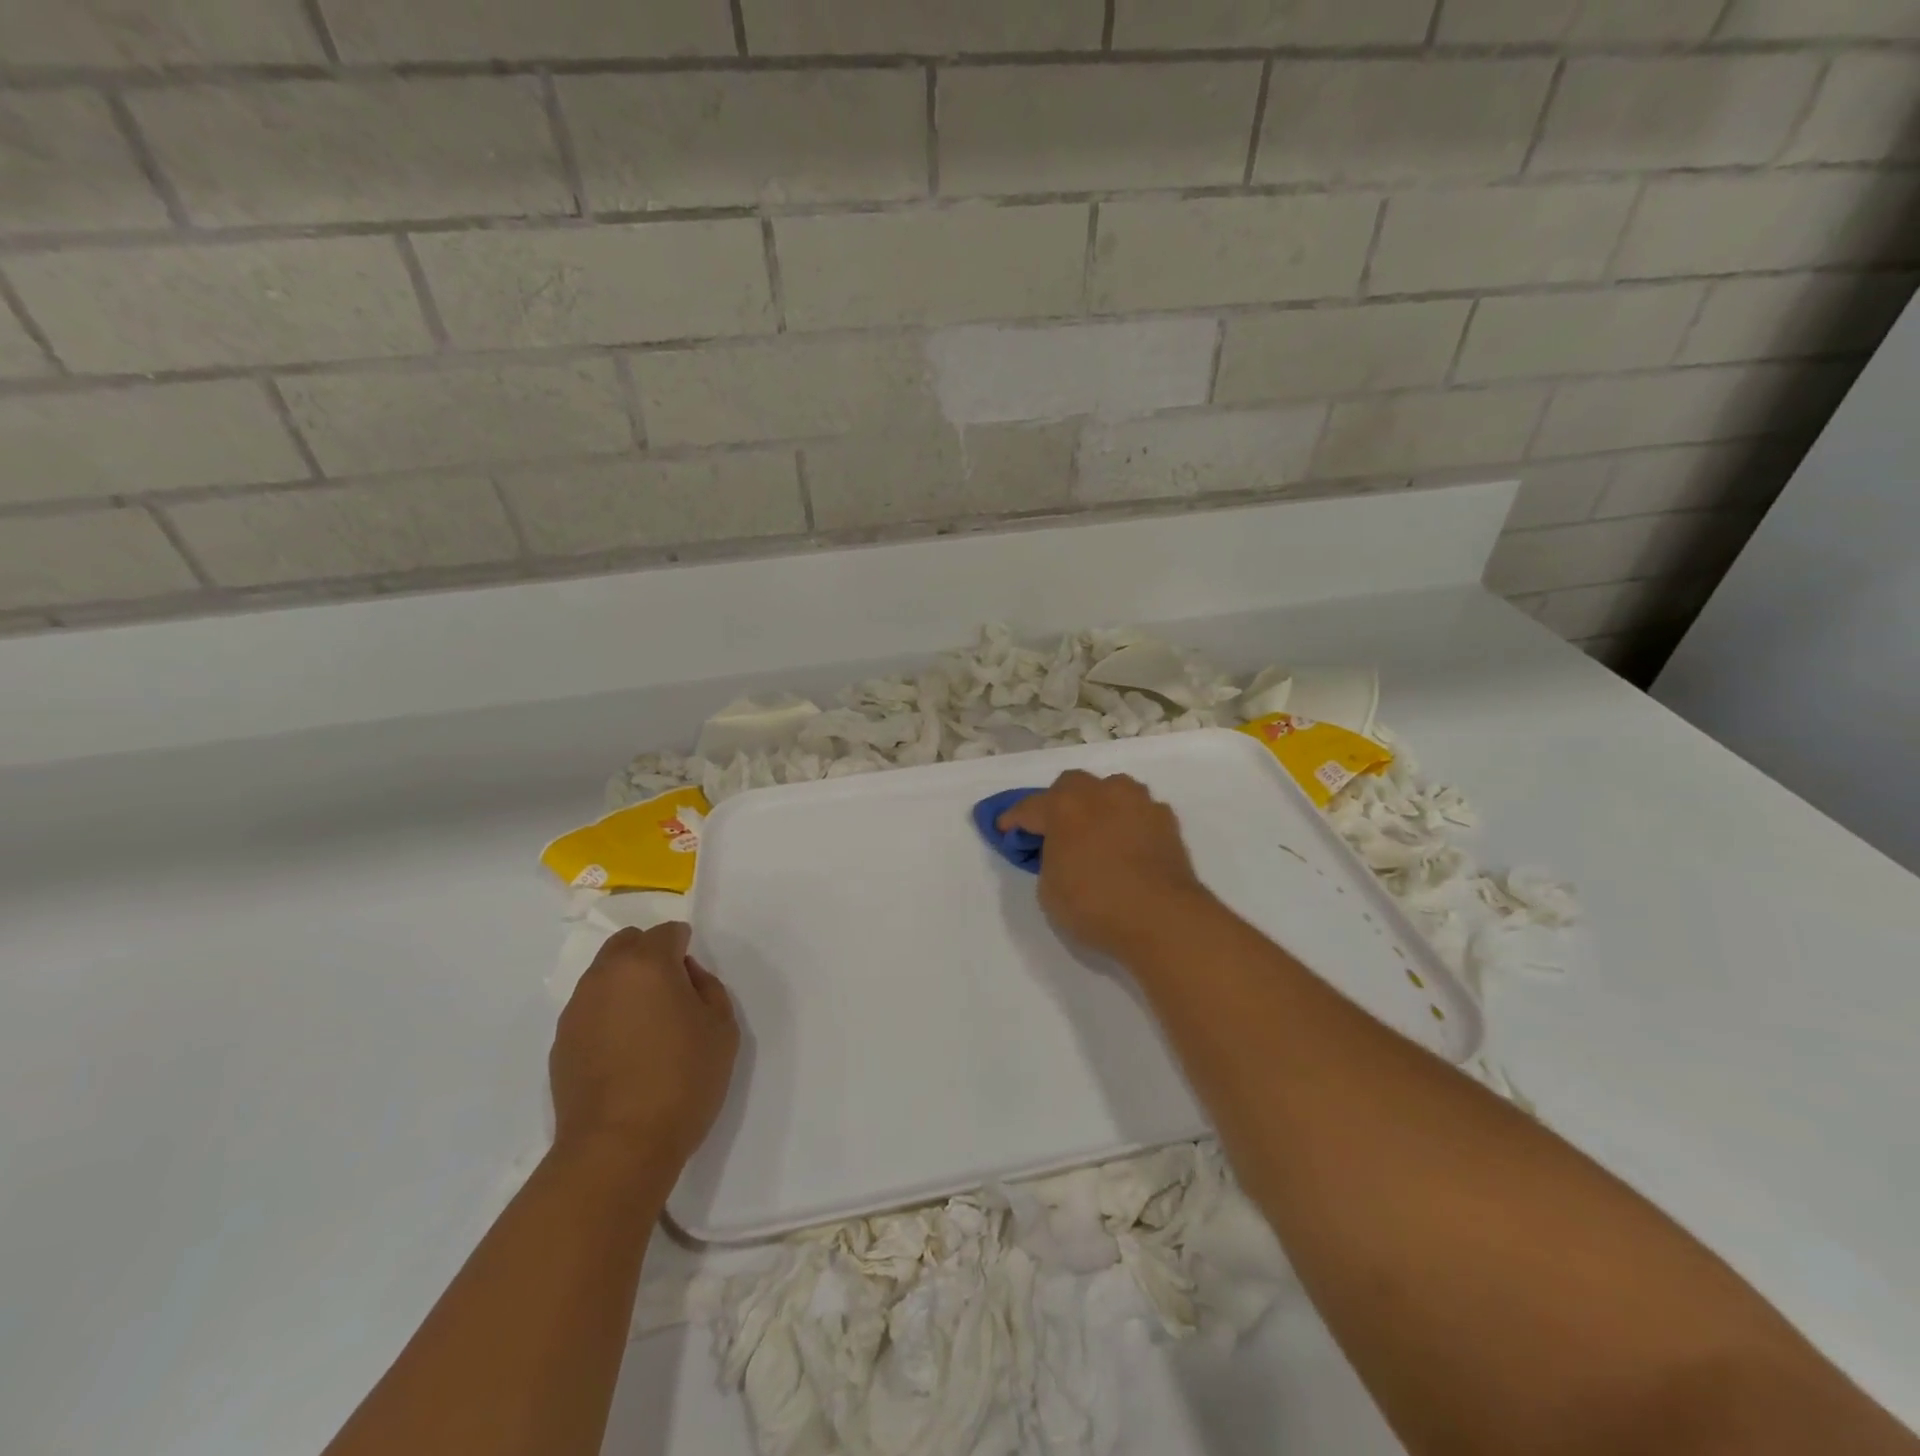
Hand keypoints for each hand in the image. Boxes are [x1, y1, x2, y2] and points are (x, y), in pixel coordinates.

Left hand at [549, 923, 739, 1174]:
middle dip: (650, 956)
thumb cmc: (682, 1080)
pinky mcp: (560, 1044)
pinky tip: (624, 1054)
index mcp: (646, 964)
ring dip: (626, 986)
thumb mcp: (722, 1028)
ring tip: (646, 1028)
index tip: (694, 982)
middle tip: (671, 995)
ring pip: (604, 977)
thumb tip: (685, 976)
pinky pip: (590, 1011)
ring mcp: (576, 1010)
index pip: (667, 932)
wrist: (618, 1148)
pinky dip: (608, 1016)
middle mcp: (604, 977)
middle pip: (627, 944)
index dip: (685, 948)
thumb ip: (708, 987)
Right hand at [999, 770, 1209, 959]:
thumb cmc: (1094, 904)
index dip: (1013, 820)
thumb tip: (1061, 852)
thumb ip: (1048, 860)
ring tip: (1096, 832)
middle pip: (1071, 786)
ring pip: (1111, 790)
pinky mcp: (1166, 819)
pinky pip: (1139, 811)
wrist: (1162, 918)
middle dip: (1059, 803)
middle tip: (1055, 830)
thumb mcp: (1049, 890)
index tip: (1005, 830)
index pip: (1029, 807)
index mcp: (1063, 806)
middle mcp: (1100, 793)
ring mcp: (1137, 802)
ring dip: (1099, 805)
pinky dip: (1129, 822)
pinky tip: (1128, 845)